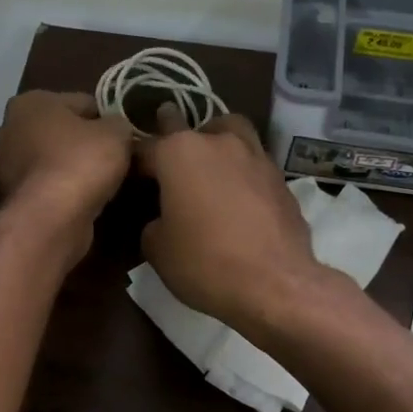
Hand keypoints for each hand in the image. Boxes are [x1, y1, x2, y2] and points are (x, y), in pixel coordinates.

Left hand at [0, 91, 132, 249]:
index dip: (107, 118)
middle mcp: (9, 130)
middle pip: (61, 132)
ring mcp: (5, 167)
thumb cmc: (81, 162)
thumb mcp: (117, 132)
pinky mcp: (12, 199)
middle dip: (84, 143)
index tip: (125, 136)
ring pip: (52, 161)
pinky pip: (47, 187)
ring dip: (73, 169)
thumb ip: (118, 123)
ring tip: (103, 182)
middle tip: (115, 159)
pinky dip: (63, 191)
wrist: (51, 219)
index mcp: (30, 102)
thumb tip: (116, 128)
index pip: (81, 102)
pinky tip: (84, 200)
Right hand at [136, 103, 329, 331]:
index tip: (131, 177)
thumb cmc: (205, 262)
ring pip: (232, 133)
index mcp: (179, 152)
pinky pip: (254, 163)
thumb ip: (154, 223)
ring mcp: (255, 156)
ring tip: (211, 166)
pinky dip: (243, 172)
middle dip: (177, 137)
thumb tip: (163, 219)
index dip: (135, 164)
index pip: (146, 147)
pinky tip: (239, 196)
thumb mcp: (158, 250)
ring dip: (218, 142)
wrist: (275, 283)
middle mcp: (218, 142)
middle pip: (192, 128)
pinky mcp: (281, 178)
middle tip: (170, 158)